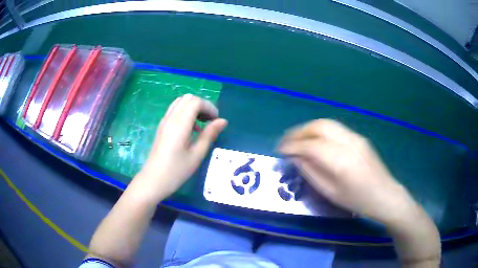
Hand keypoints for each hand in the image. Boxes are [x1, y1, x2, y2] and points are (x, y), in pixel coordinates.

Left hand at [135, 94, 226, 200]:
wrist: (153, 180)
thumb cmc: (177, 170)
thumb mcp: (197, 154)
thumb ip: (209, 134)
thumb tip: (223, 121)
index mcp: (180, 123)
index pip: (196, 102)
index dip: (209, 107)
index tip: (217, 120)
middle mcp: (170, 118)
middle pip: (187, 98)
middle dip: (202, 105)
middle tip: (210, 120)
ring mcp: (164, 121)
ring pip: (180, 103)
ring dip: (193, 108)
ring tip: (202, 124)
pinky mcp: (161, 127)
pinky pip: (174, 111)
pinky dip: (185, 113)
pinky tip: (191, 130)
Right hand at [277, 119, 415, 224]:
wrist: (385, 194)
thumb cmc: (357, 200)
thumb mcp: (331, 192)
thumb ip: (312, 173)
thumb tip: (296, 158)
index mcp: (340, 160)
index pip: (310, 145)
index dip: (292, 146)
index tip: (280, 150)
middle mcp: (348, 142)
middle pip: (318, 126)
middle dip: (298, 131)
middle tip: (286, 141)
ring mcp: (355, 137)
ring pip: (327, 123)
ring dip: (308, 128)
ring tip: (297, 137)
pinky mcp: (359, 137)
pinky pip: (335, 128)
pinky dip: (320, 130)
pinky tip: (315, 139)